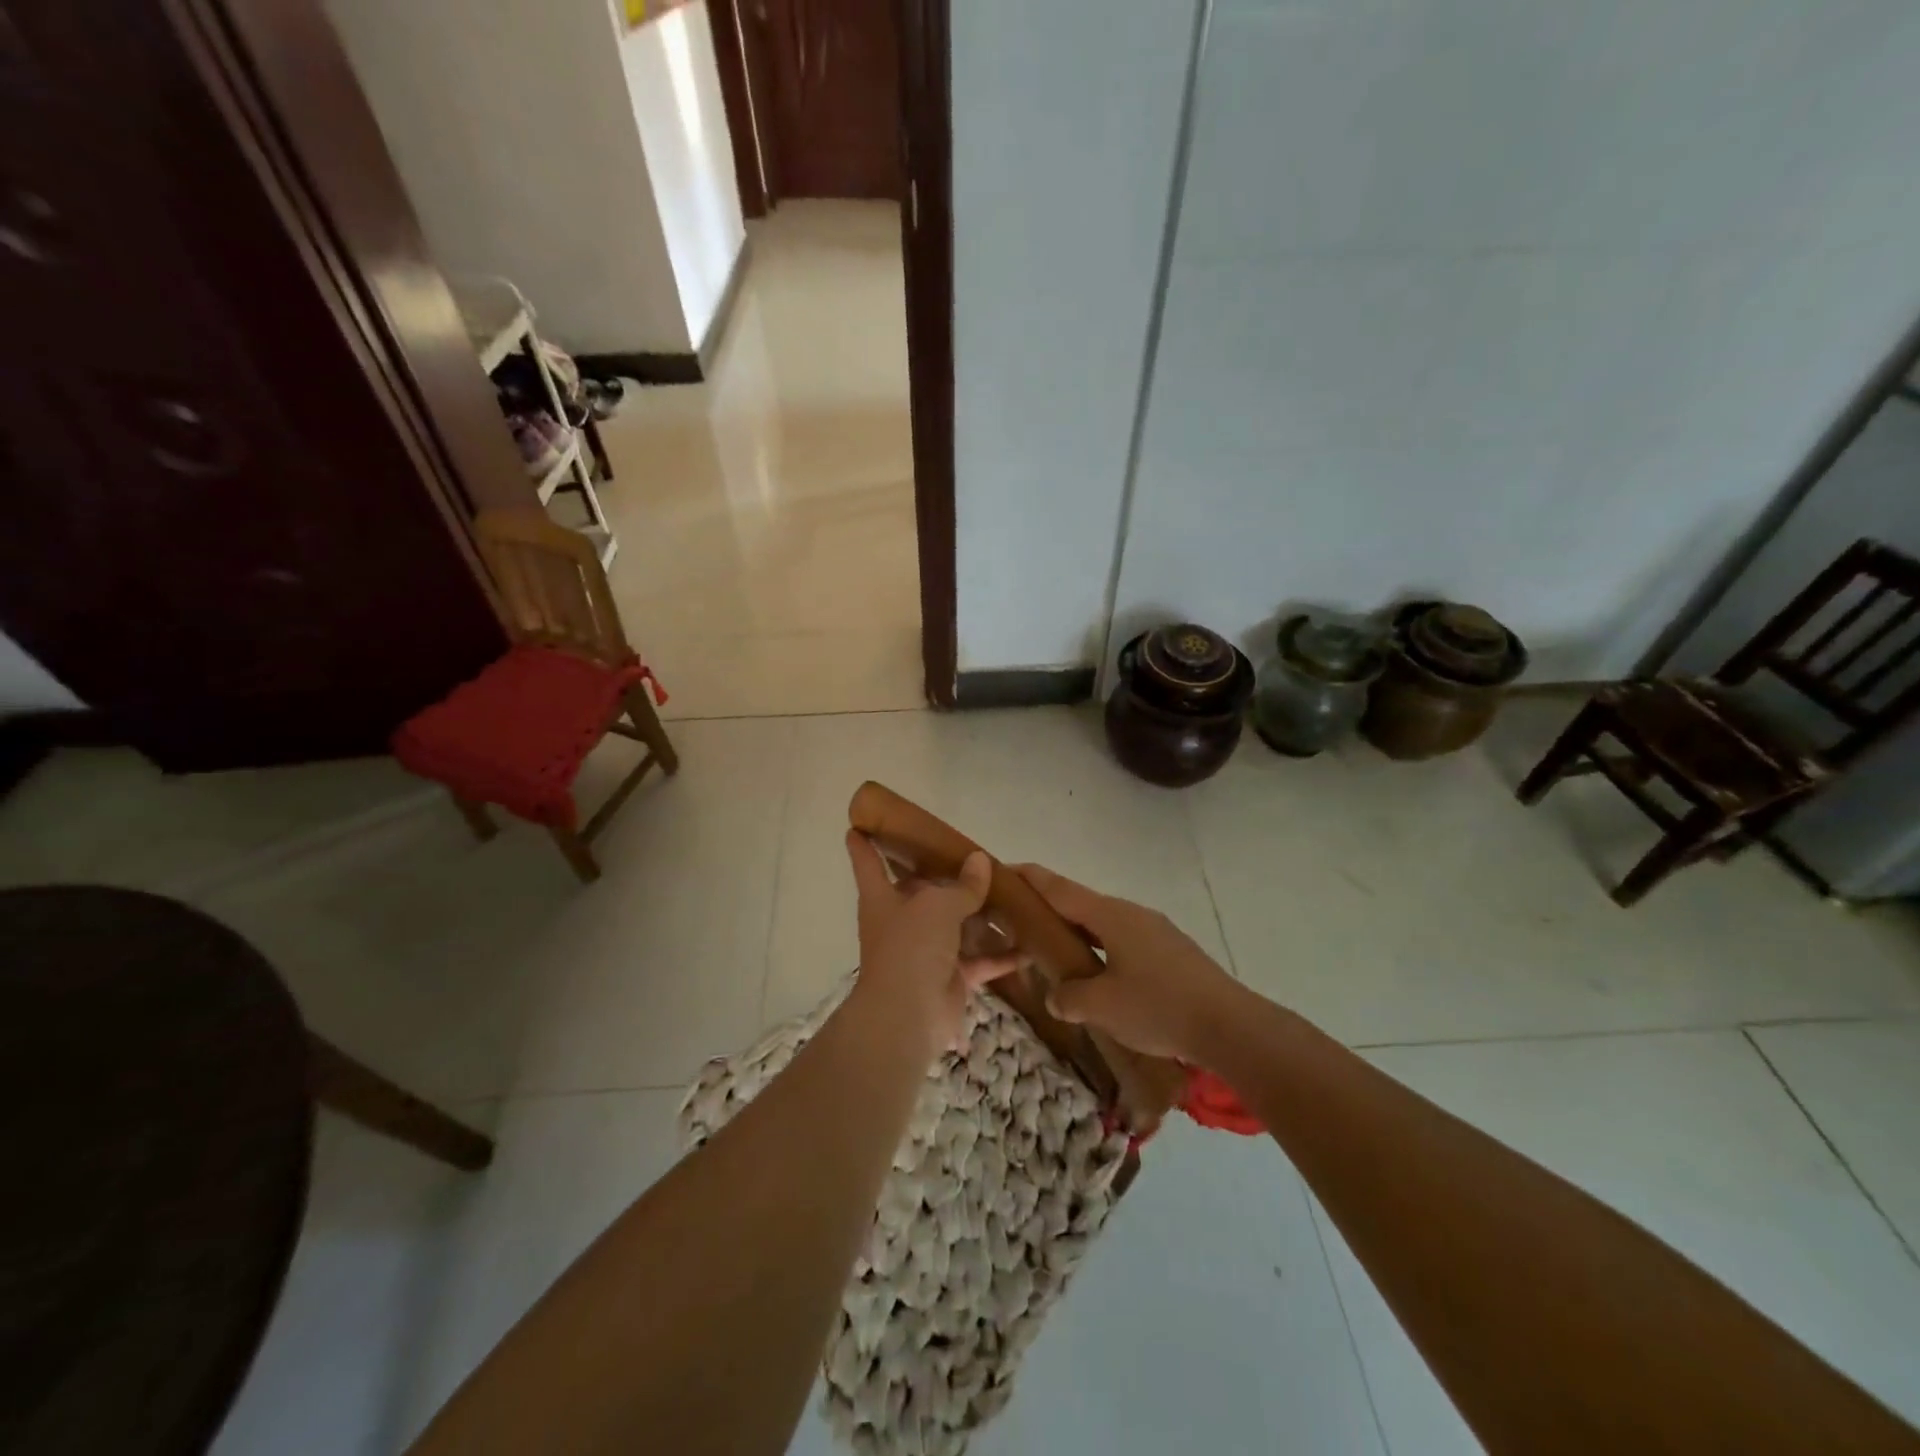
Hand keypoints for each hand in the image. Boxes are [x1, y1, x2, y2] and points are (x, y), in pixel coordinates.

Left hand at [845, 832, 1016, 1056]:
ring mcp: (925, 950)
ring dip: (979, 914)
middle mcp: (901, 921)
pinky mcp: (950, 977)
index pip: (867, 863)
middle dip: (942, 877)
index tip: (858, 825)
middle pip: (921, 891)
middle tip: (969, 855)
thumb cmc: (911, 947)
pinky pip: (979, 960)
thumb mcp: (938, 906)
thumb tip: (980, 860)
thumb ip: (963, 885)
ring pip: (955, 925)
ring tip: (1008, 892)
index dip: (863, 844)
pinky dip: (1001, 956)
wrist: (908, 1015)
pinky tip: (1029, 945)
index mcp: (882, 898)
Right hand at [1013, 864, 1248, 1065]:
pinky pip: (1123, 942)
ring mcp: (1155, 931)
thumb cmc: (1158, 1007)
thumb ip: (1068, 996)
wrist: (1230, 1026)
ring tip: (1056, 956)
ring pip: (1104, 925)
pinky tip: (1100, 978)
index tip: (1002, 870)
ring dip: (1077, 935)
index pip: (1058, 888)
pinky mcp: (1171, 952)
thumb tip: (1057, 994)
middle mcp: (1131, 914)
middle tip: (1020, 925)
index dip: (1028, 878)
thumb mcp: (1102, 1006)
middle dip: (1049, 911)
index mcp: (1110, 915)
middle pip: (1080, 904)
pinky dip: (1101, 951)